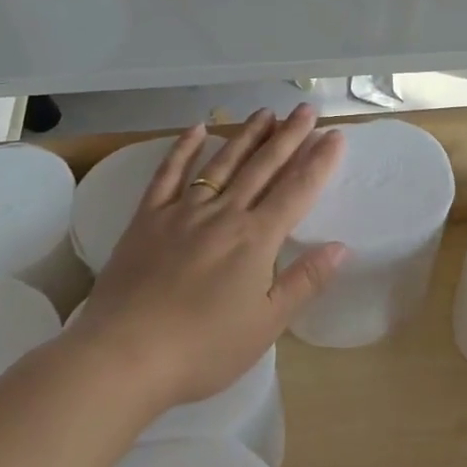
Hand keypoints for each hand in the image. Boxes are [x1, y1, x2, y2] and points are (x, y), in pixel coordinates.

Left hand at [67, 105, 347, 408]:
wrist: (125, 355)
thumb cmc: (203, 348)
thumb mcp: (266, 325)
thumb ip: (304, 281)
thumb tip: (341, 246)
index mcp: (256, 239)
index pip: (296, 190)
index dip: (319, 161)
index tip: (335, 135)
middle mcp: (223, 214)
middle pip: (262, 167)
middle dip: (288, 136)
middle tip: (306, 110)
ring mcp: (182, 212)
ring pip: (221, 163)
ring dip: (246, 136)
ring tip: (266, 113)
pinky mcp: (147, 218)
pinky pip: (168, 174)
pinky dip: (183, 149)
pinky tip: (197, 129)